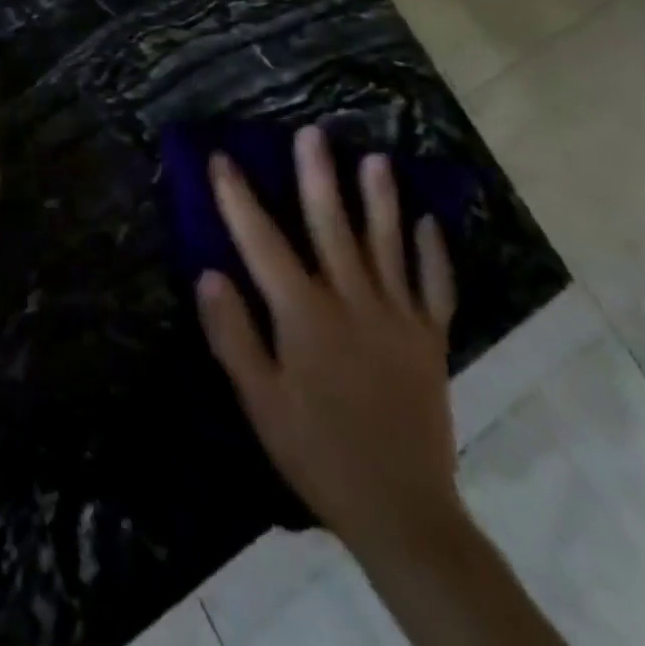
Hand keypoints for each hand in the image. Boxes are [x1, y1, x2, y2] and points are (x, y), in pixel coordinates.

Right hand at [196, 125, 462, 559]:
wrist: (402, 512)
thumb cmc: (317, 451)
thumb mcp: (259, 401)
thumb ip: (233, 334)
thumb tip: (209, 273)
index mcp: (304, 316)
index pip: (262, 242)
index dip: (238, 197)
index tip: (222, 158)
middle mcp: (352, 303)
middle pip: (331, 227)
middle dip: (317, 176)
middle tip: (312, 132)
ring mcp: (397, 319)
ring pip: (387, 245)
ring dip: (380, 199)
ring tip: (376, 159)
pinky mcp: (430, 340)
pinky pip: (435, 288)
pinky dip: (434, 254)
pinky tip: (429, 223)